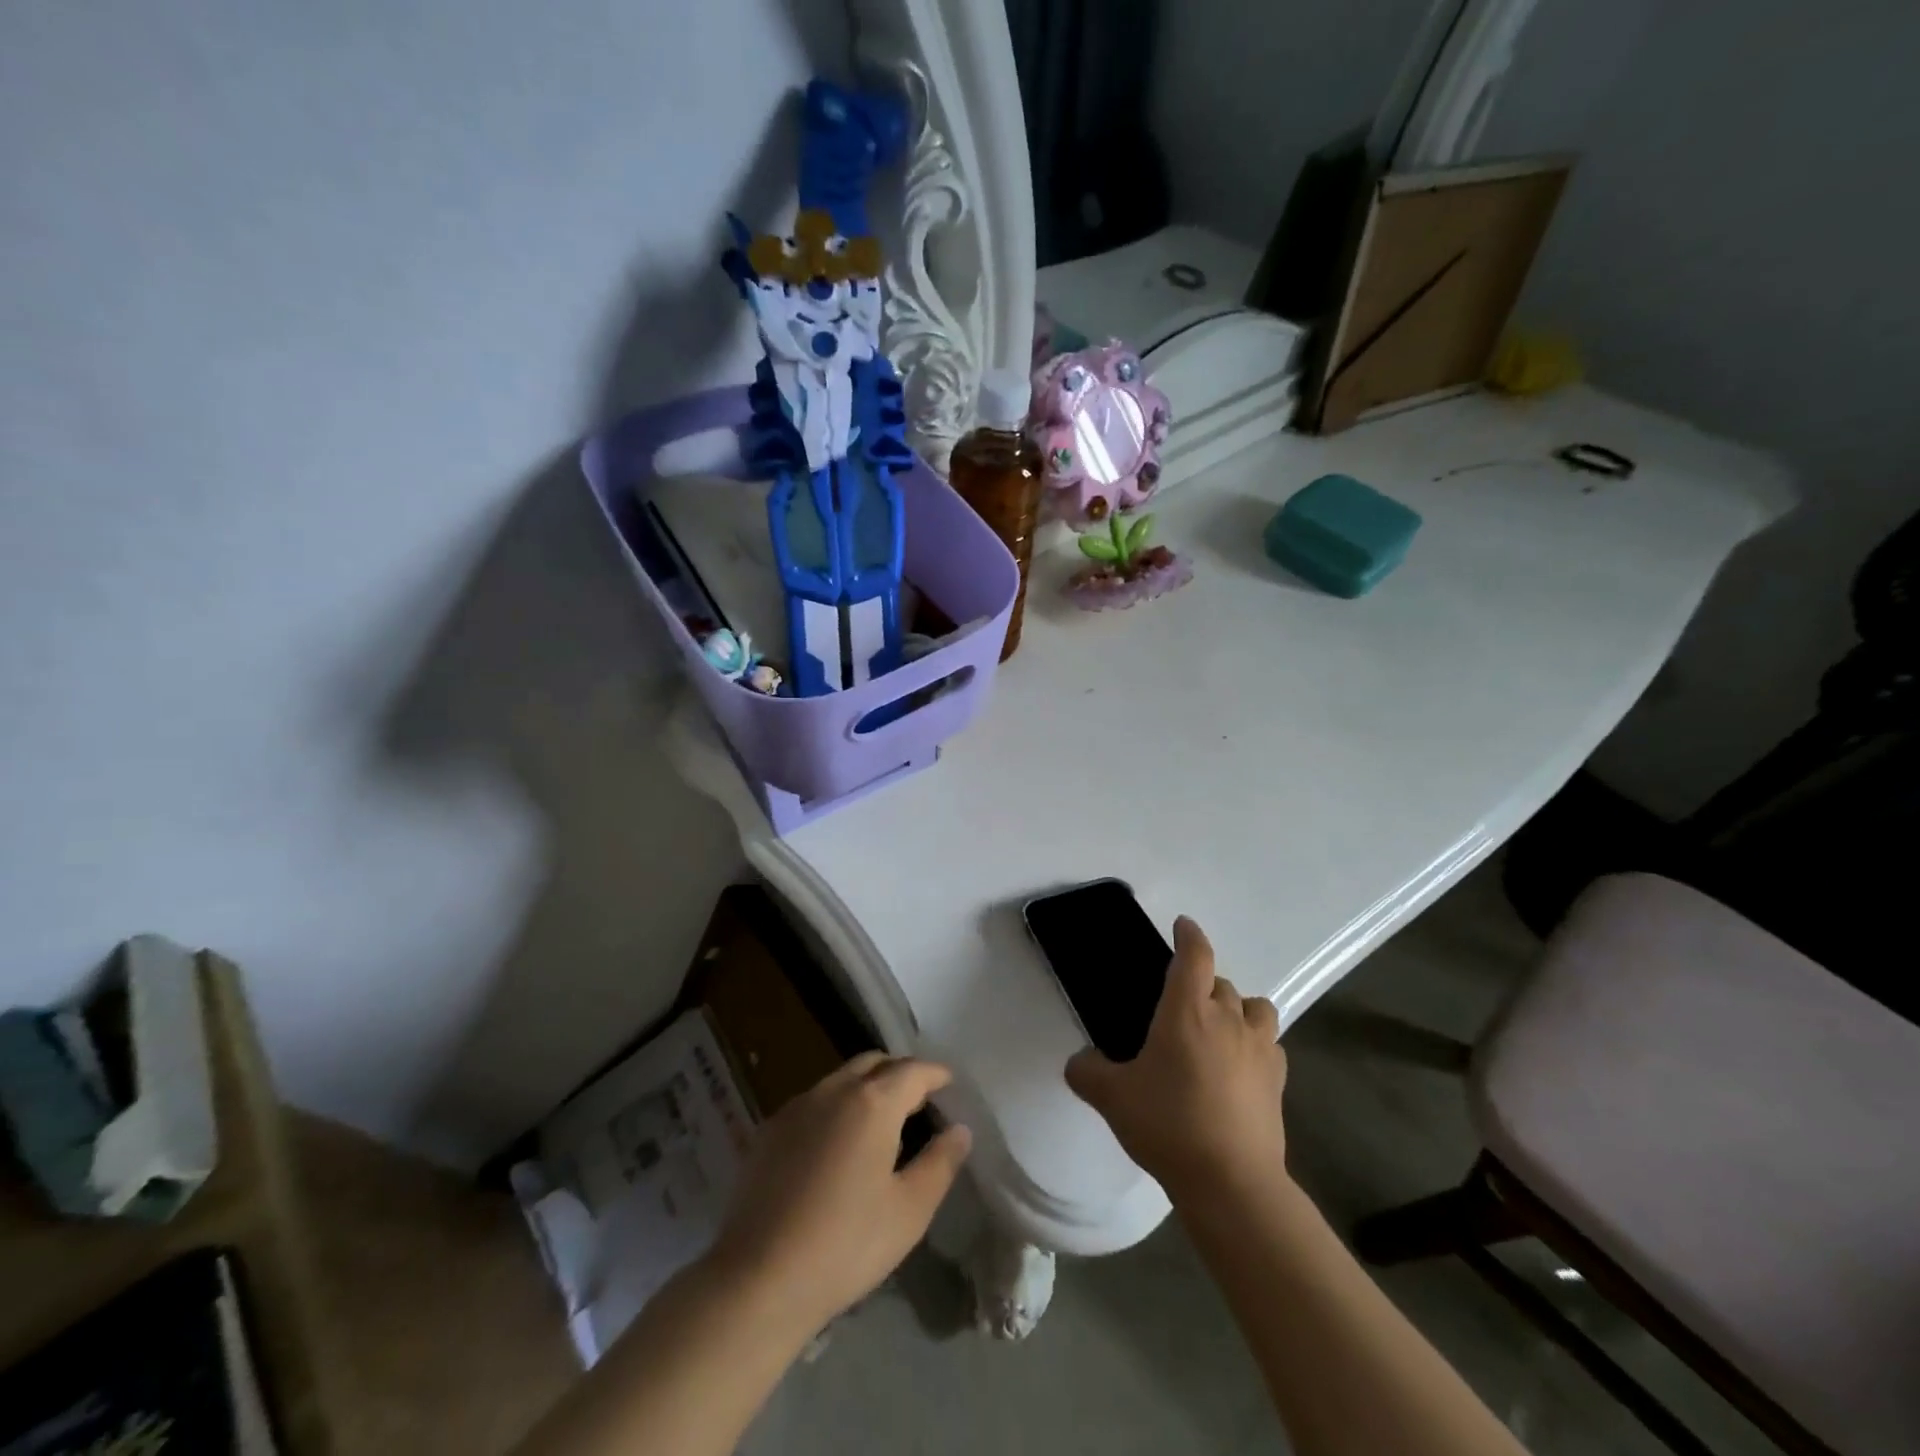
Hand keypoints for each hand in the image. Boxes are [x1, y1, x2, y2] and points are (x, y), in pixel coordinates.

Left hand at [707, 1052, 971, 1336]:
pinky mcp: (770, 1129)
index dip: (936, 1074)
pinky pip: (814, 1101)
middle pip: (874, 1062)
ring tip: (881, 1122)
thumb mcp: (910, 1211)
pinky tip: (838, 1144)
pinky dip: (837, 1106)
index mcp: (873, 1102)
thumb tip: (959, 1130)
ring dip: (867, 1086)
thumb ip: (940, 1163)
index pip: (913, 1071)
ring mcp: (797, 1106)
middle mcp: (834, 1090)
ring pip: (841, 1078)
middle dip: (900, 1072)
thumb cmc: (846, 1244)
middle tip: (918, 1099)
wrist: (758, 1278)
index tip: (949, 1084)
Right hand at [1066, 917, 1287, 1202]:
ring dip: (1237, 1007)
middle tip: (1181, 1005)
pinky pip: (1269, 1043)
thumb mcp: (1111, 1098)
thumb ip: (1087, 1071)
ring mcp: (1258, 1048)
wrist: (1231, 1182)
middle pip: (1220, 981)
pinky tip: (1241, 1064)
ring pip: (1254, 1006)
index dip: (1189, 935)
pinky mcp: (1278, 1079)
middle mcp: (1227, 1018)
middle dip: (1202, 983)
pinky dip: (1256, 1042)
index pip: (1194, 955)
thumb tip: (1080, 1061)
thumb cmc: (1168, 1125)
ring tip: (1219, 1027)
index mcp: (1186, 1011)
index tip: (1182, 925)